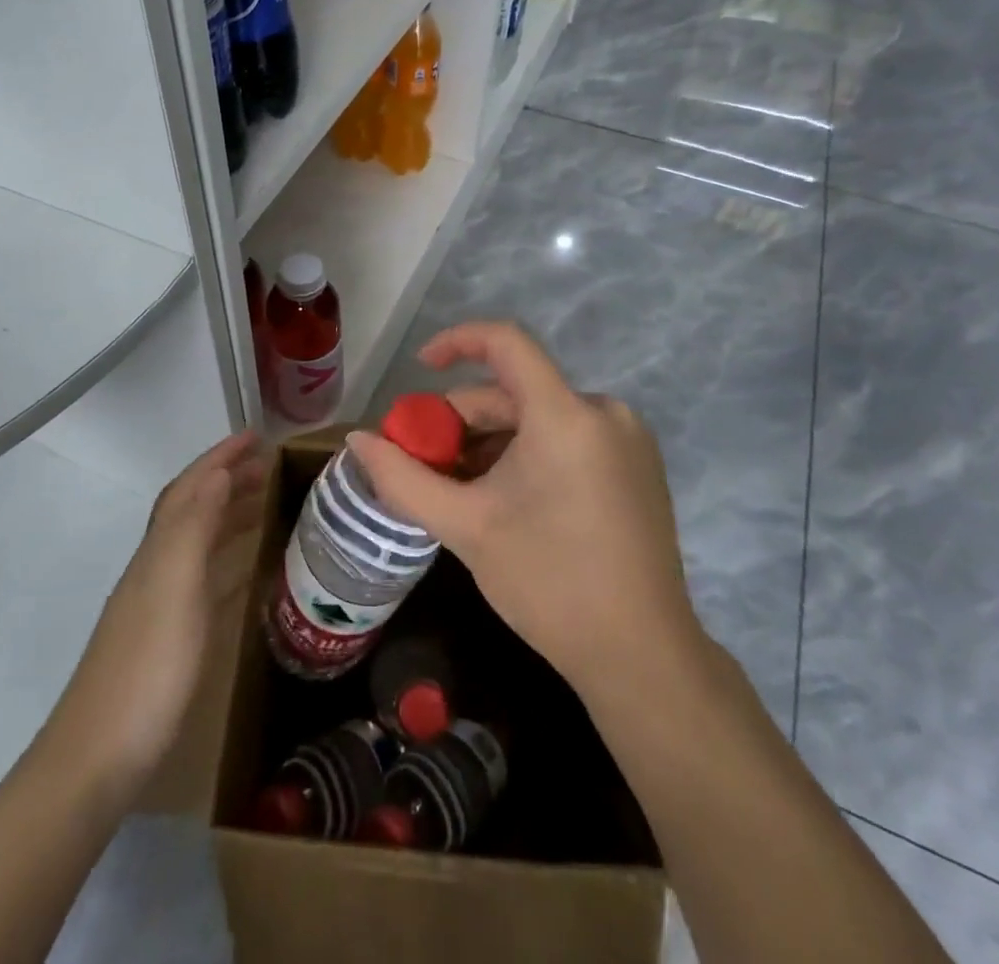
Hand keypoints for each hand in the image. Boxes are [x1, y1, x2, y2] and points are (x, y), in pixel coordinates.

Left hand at [48, 431, 266, 790]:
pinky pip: (206, 580)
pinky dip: (228, 560)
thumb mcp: (174, 590)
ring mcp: (162, 603)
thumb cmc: (146, 669)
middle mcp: (157, 567)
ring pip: (200, 541)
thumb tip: (217, 473)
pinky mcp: (171, 636)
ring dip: (229, 514)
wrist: (98, 759)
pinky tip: (248, 571)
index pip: (191, 488)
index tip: (256, 435)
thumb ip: (194, 529)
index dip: (220, 458)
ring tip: (266, 503)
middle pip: (194, 508)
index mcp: (159, 551)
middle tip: (270, 465)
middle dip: (228, 479)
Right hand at [346, 322, 702, 697]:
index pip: (506, 342)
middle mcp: (603, 412)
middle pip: (516, 392)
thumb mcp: (465, 527)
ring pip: (539, 419)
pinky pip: (568, 439)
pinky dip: (528, 455)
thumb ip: (403, 478)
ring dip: (492, 444)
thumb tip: (357, 440)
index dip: (457, 341)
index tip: (421, 368)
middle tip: (427, 463)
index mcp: (565, 415)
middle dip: (464, 421)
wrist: (641, 657)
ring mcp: (627, 440)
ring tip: (461, 490)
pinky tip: (505, 499)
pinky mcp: (636, 467)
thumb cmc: (548, 583)